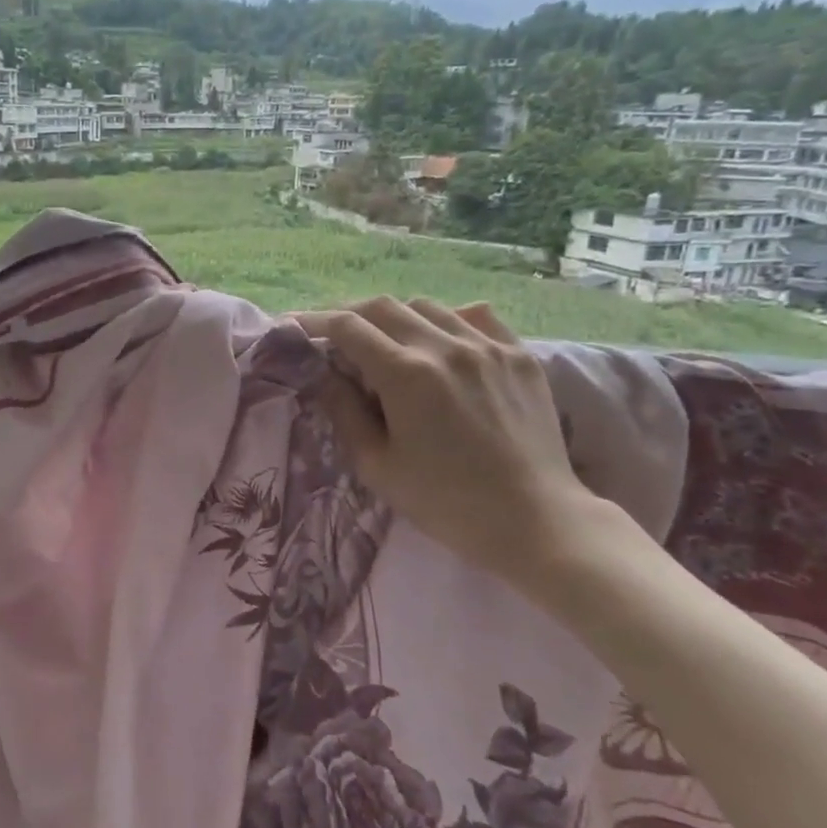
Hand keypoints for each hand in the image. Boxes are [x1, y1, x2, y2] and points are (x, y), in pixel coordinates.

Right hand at [293, 298, 607, 593]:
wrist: (534, 521)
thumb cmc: (445, 502)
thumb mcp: (377, 465)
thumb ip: (344, 411)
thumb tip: (324, 373)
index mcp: (406, 375)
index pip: (347, 327)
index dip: (313, 321)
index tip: (292, 325)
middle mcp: (446, 347)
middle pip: (382, 307)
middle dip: (348, 314)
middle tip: (330, 333)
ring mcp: (488, 346)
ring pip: (427, 306)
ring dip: (394, 316)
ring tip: (383, 340)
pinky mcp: (518, 355)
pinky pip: (474, 316)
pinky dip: (445, 319)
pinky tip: (440, 341)